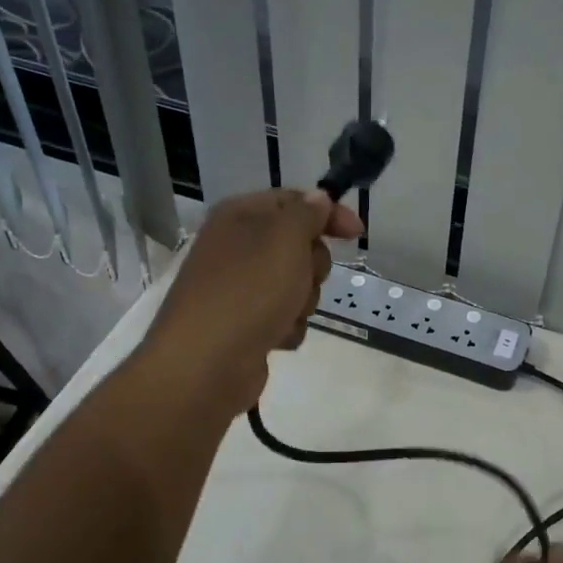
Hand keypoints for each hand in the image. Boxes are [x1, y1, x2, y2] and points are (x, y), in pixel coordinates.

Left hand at [141, 188, 362, 415]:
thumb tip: (318, 198)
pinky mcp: (245, 325)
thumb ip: (307, 214)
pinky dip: (287, 328)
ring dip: (303, 300)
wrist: (205, 364)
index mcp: (239, 217)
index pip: (293, 201)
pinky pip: (284, 317)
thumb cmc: (248, 291)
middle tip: (302, 278)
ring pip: (296, 284)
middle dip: (312, 266)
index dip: (328, 214)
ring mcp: (240, 288)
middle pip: (299, 245)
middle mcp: (236, 247)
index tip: (357, 234)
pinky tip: (276, 338)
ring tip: (285, 314)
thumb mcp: (285, 240)